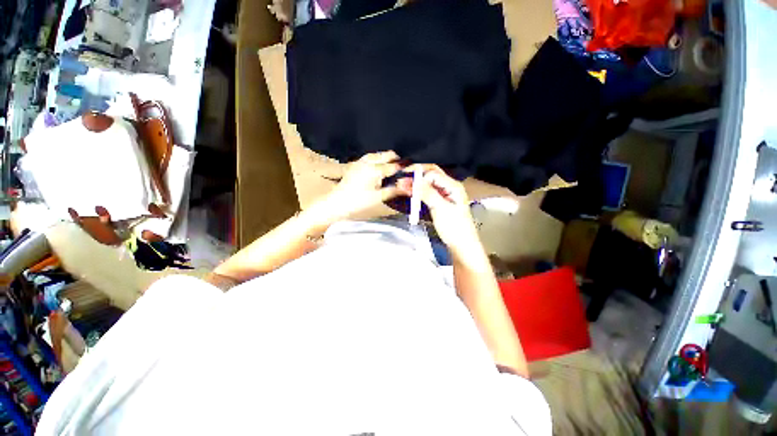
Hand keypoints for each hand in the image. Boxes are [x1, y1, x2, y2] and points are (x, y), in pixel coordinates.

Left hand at [311, 151, 406, 223]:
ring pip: (377, 154)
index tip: (412, 167)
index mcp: (374, 170)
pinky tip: (378, 167)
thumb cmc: (358, 201)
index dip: (404, 167)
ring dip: (386, 158)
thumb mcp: (378, 197)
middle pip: (386, 155)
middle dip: (396, 159)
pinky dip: (377, 159)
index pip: (394, 166)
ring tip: (392, 167)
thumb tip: (409, 187)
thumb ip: (394, 190)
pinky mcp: (355, 165)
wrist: (337, 203)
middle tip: (402, 168)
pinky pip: (369, 158)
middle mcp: (368, 162)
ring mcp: (360, 163)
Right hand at [401, 165, 482, 260]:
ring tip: (402, 186)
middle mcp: (449, 187)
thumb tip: (414, 180)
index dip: (420, 175)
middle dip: (417, 176)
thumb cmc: (454, 227)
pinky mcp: (440, 202)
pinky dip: (419, 192)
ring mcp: (445, 195)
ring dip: (416, 184)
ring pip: (428, 184)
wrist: (461, 245)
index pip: (433, 173)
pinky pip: (428, 193)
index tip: (407, 181)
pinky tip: (410, 193)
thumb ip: (428, 193)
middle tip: (402, 180)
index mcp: (453, 186)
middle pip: (431, 175)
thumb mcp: (440, 209)